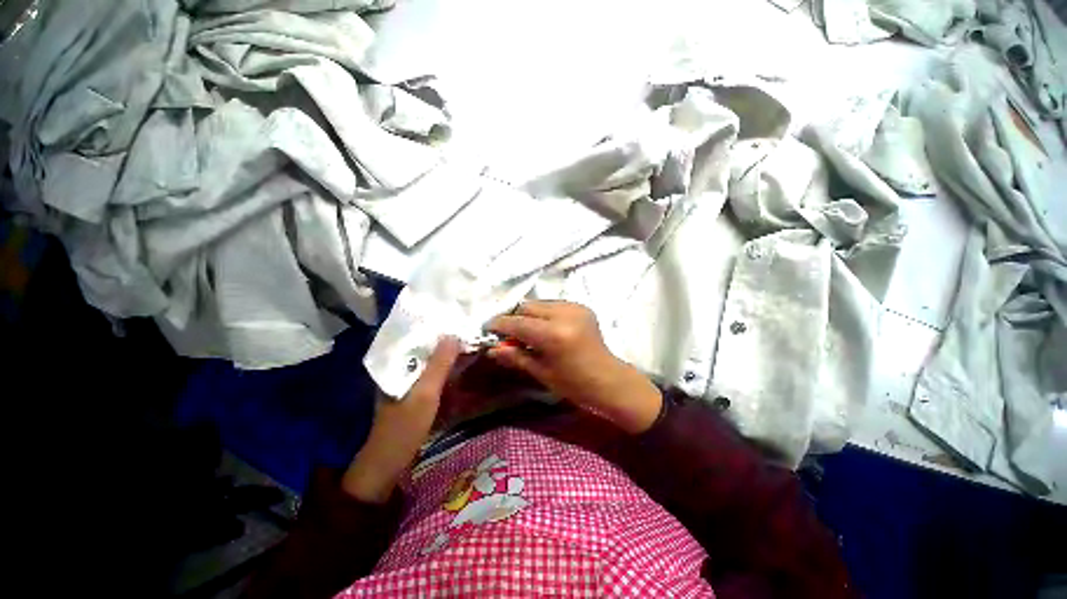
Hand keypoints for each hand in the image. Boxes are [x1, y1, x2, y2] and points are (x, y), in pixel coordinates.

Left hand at [342, 337, 460, 501]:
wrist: (388, 463)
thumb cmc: (405, 426)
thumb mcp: (425, 393)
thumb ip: (439, 364)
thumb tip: (453, 334)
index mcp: (395, 365)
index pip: (417, 338)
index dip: (437, 330)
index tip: (459, 323)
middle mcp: (399, 369)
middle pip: (425, 349)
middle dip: (446, 342)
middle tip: (468, 334)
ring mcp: (405, 382)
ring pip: (429, 362)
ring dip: (447, 356)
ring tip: (467, 346)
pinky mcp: (412, 394)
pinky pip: (431, 375)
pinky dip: (444, 370)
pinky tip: (458, 368)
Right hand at [487, 301, 661, 433]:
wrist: (608, 379)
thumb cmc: (573, 383)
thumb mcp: (541, 372)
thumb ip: (515, 356)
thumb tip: (491, 349)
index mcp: (553, 334)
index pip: (517, 322)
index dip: (499, 325)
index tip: (488, 329)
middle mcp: (564, 314)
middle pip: (527, 307)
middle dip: (514, 319)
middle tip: (508, 334)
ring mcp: (575, 307)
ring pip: (539, 303)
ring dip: (528, 315)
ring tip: (526, 332)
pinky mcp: (581, 306)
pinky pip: (553, 304)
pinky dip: (543, 313)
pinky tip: (544, 328)